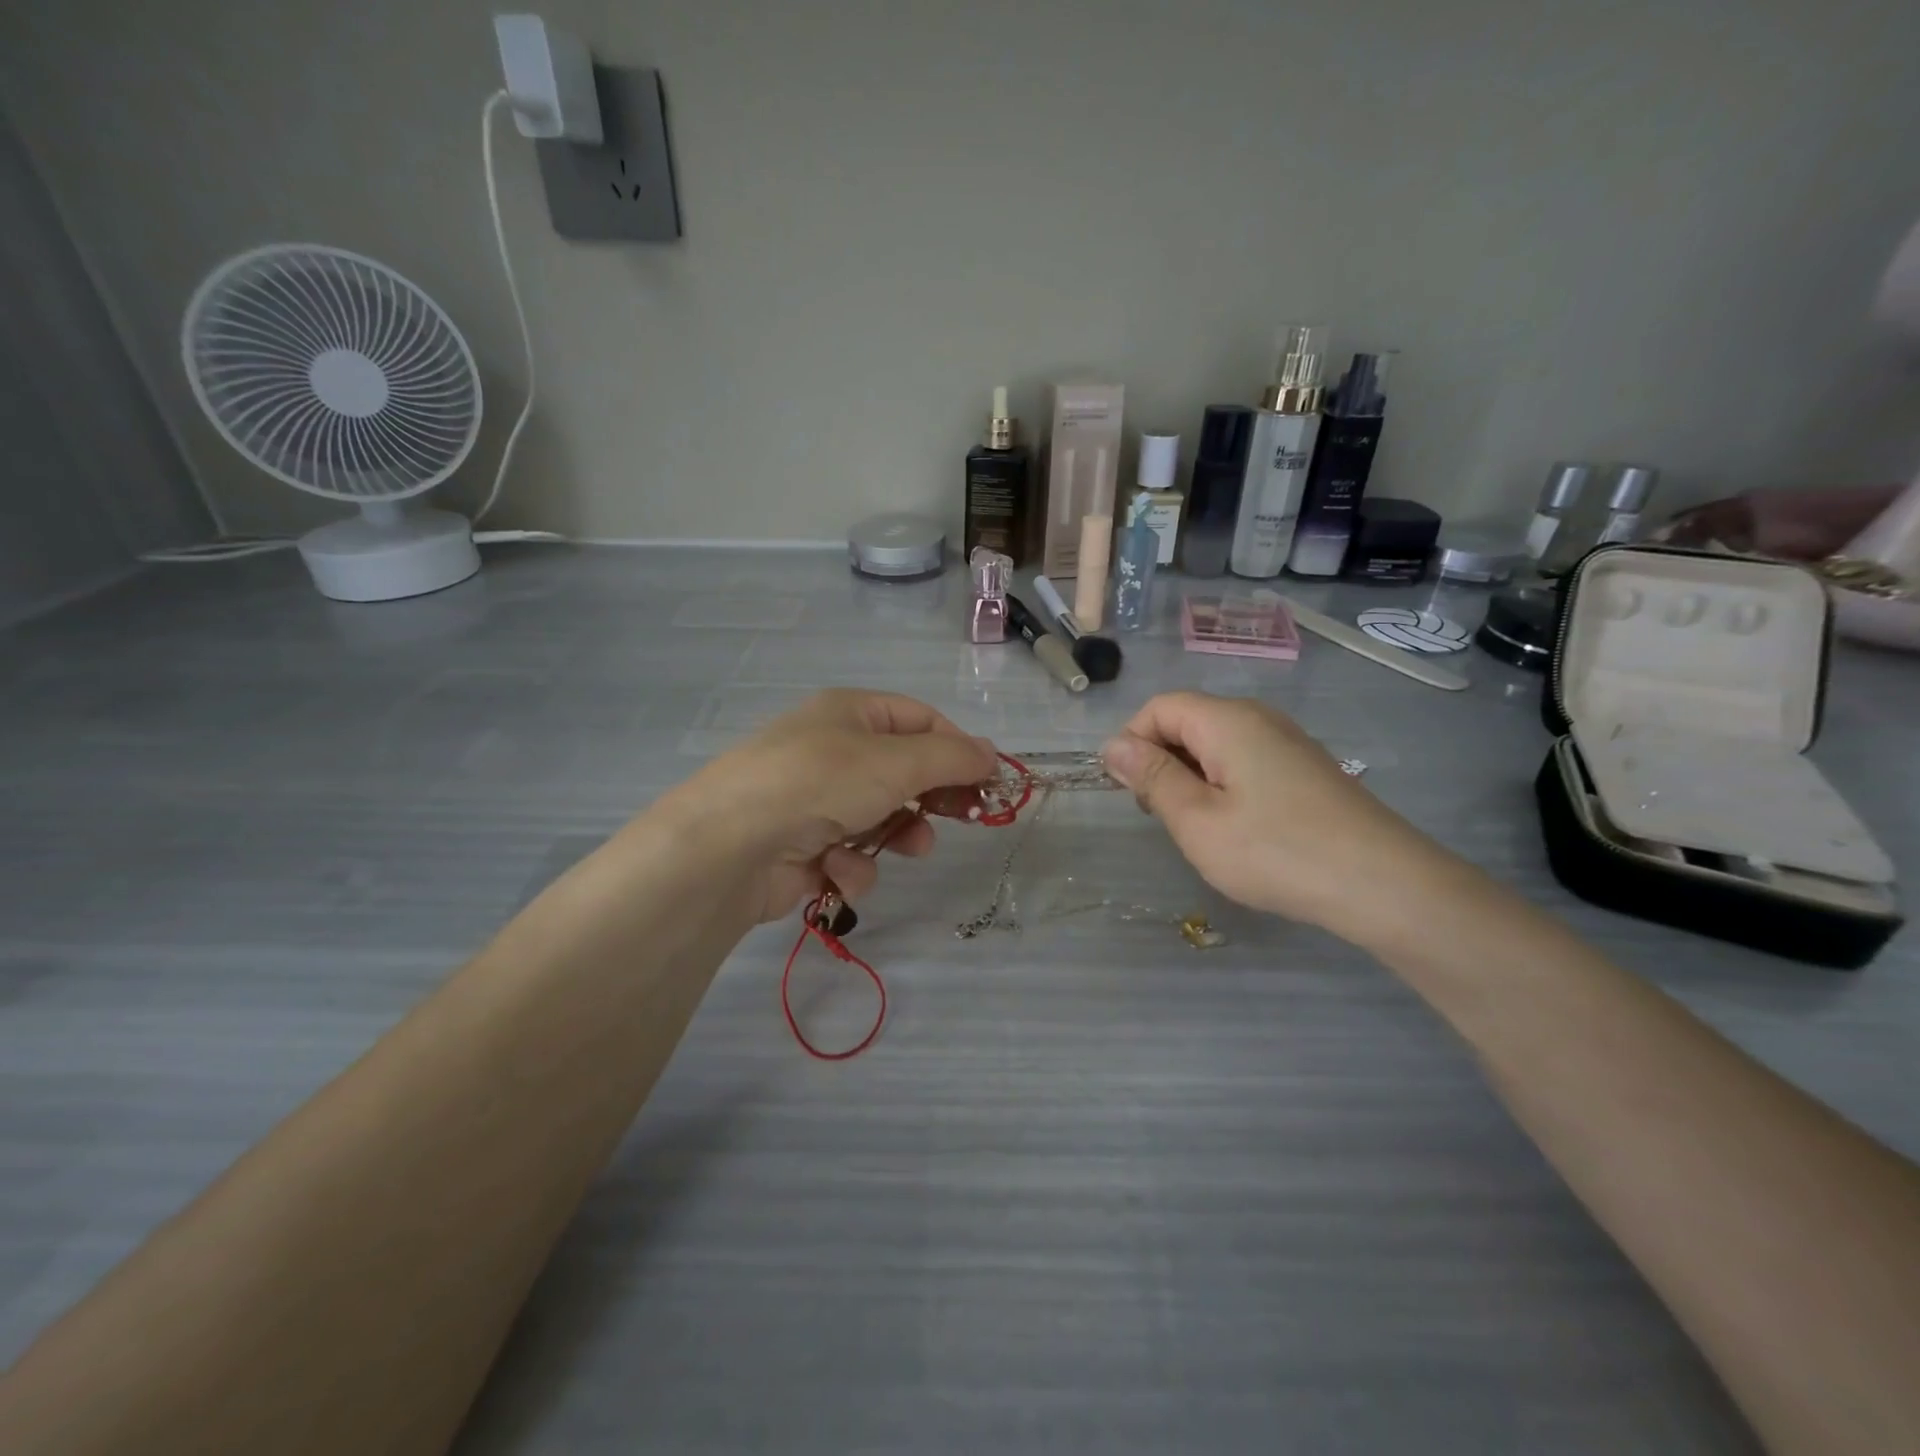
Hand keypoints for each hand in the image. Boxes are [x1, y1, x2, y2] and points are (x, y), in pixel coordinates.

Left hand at [658, 689, 998, 924]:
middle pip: (905, 771)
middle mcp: (833, 751)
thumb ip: (951, 758)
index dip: (958, 748)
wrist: (727, 847)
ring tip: (906, 848)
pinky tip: (836, 869)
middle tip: (967, 817)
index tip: (989, 782)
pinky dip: (851, 865)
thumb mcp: (895, 761)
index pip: (921, 720)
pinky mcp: (803, 849)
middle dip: (932, 797)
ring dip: (895, 836)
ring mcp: (815, 801)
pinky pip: (850, 855)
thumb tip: (992, 754)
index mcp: (851, 714)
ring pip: (882, 819)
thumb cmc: (818, 784)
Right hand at [1102, 692, 1436, 934]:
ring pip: (1215, 744)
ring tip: (1198, 829)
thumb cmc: (1277, 852)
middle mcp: (1258, 718)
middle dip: (1160, 761)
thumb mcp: (1197, 820)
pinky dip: (1223, 786)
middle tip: (1162, 817)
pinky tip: (1237, 829)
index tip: (1131, 793)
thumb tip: (1113, 745)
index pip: (1159, 707)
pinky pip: (1245, 761)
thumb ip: (1152, 778)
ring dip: (1190, 778)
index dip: (1132, 742)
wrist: (1384, 884)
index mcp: (1227, 721)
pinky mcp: (1304, 768)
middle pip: (1187, 721)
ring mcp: (1286, 742)